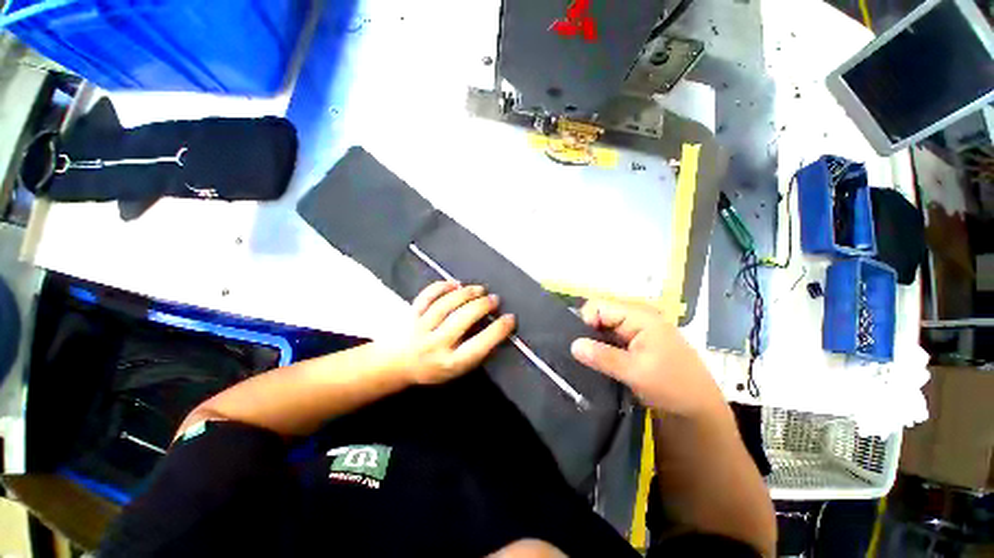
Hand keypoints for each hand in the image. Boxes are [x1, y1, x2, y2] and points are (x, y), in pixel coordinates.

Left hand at [398, 281, 514, 384]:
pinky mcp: (411, 314)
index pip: (479, 345)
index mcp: (450, 363)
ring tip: (480, 289)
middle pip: (462, 319)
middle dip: (482, 306)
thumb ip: (474, 351)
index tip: (510, 318)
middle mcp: (435, 345)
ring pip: (445, 305)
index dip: (498, 330)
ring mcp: (420, 328)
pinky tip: (455, 284)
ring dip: (466, 294)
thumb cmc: (433, 368)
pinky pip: (427, 296)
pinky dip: (442, 286)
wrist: (396, 365)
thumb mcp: (457, 368)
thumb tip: (495, 327)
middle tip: (494, 299)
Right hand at [570, 299, 724, 417]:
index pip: (599, 306)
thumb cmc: (672, 386)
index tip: (580, 344)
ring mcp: (636, 331)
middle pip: (600, 315)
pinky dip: (602, 349)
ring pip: (604, 328)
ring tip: (587, 360)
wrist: (699, 409)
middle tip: (581, 355)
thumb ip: (603, 356)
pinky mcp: (635, 344)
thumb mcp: (635, 372)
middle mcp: (636, 318)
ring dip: (595, 343)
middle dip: (588, 333)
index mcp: (639, 316)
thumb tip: (573, 345)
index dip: (585, 320)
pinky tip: (597, 363)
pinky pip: (611, 340)